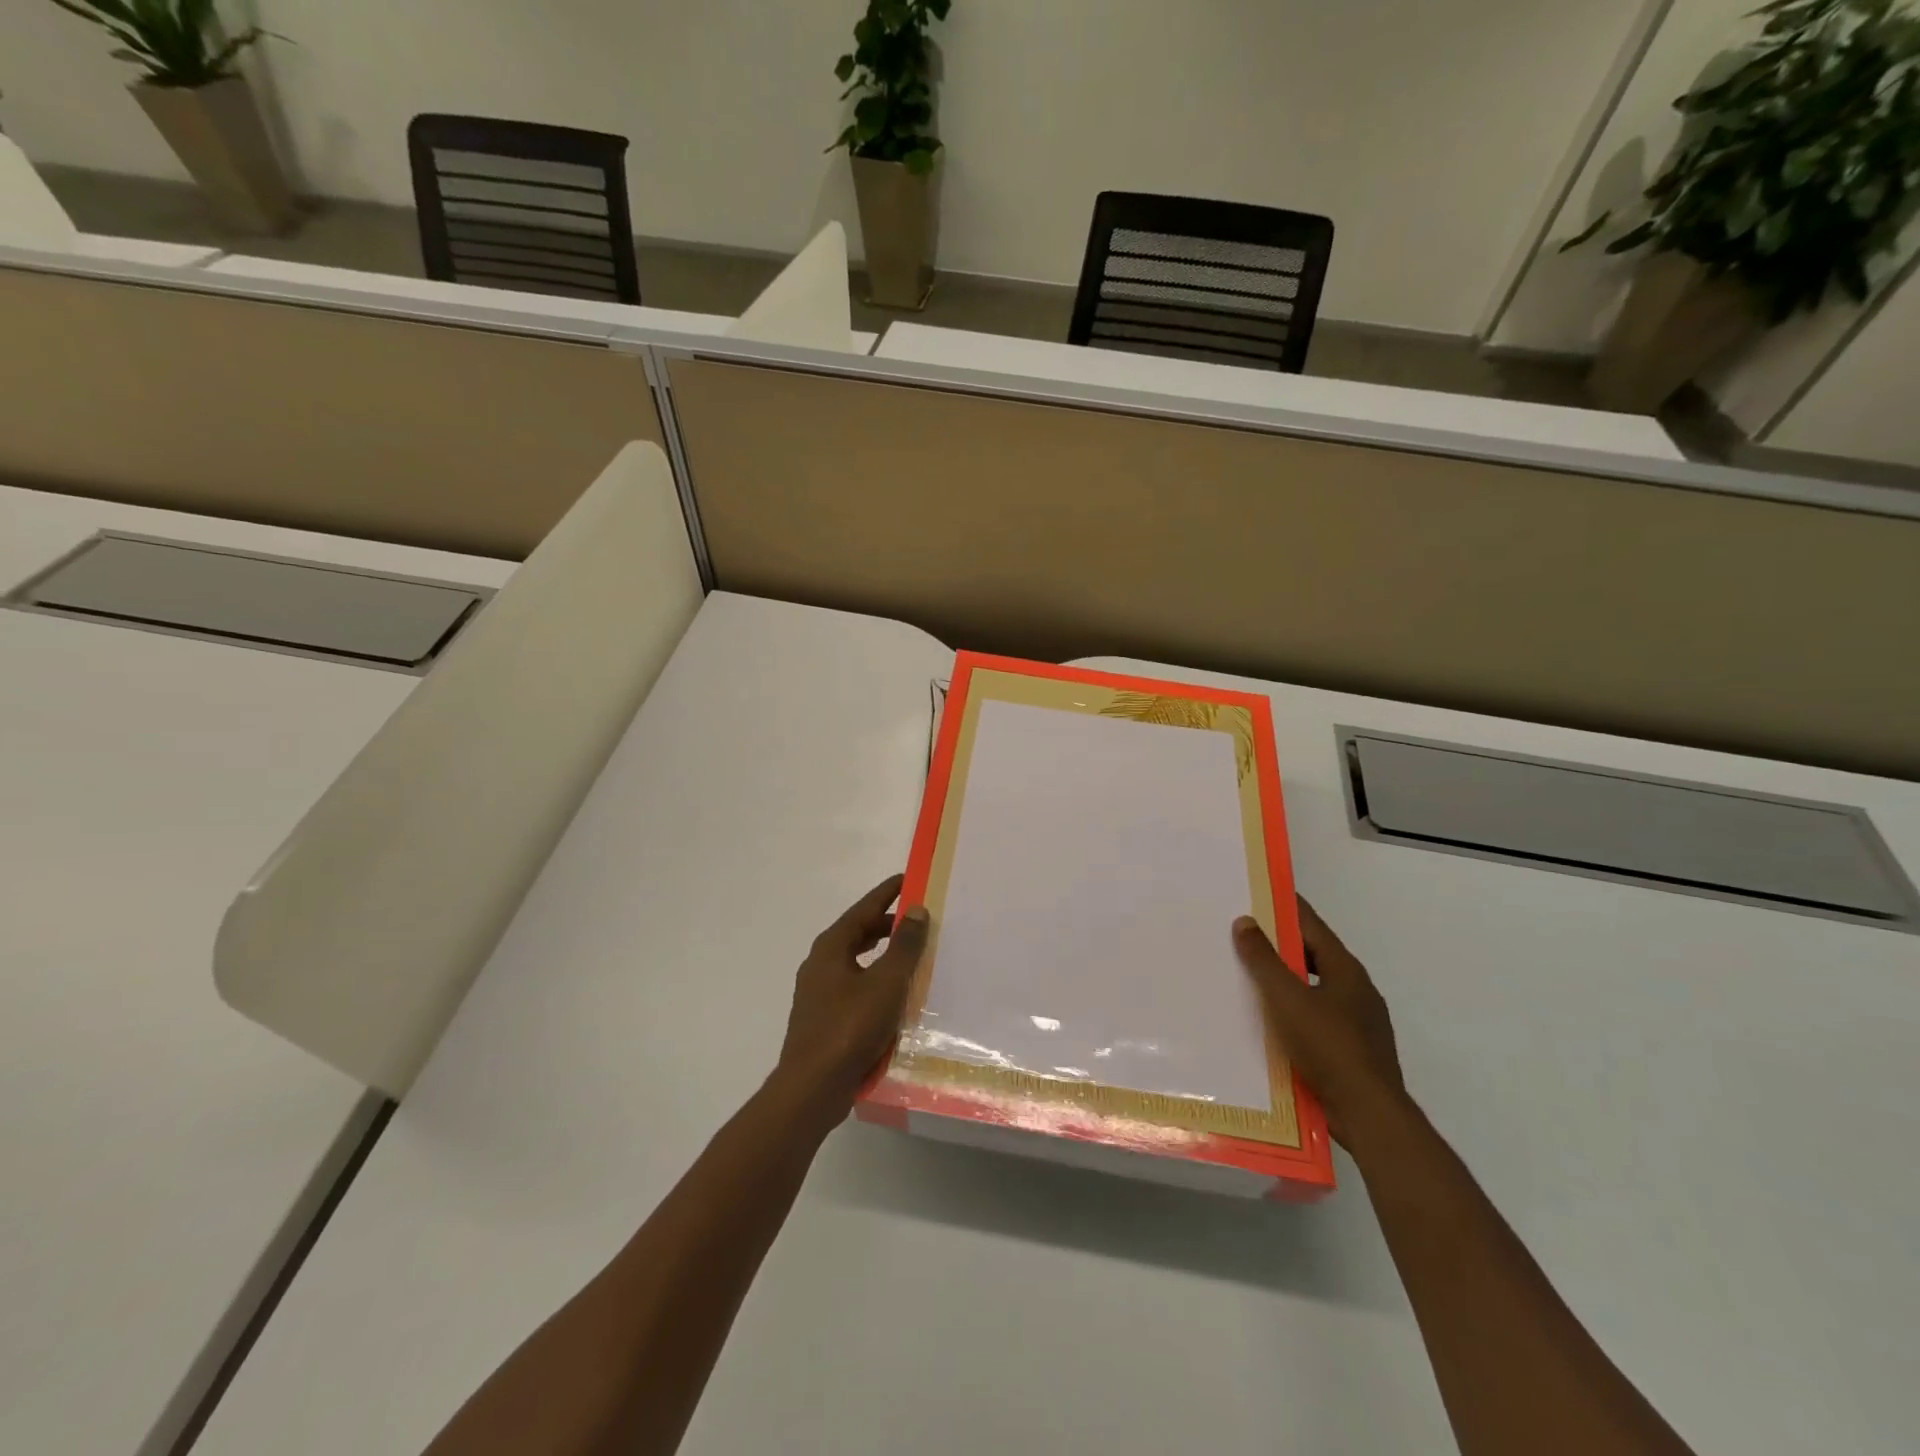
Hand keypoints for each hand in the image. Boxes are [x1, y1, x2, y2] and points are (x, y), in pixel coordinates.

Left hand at [774, 874, 929, 1119]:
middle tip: (917, 919)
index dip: (887, 893)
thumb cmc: (850, 1027)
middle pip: (857, 933)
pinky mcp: (824, 1019)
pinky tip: (894, 995)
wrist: (813, 1088)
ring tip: (910, 954)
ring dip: (882, 954)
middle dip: (886, 924)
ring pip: (856, 961)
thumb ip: (903, 945)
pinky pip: (854, 986)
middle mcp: (820, 964)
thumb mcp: (886, 982)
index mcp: (830, 948)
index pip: (863, 909)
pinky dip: (875, 979)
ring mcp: (819, 993)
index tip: (907, 879)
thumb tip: (916, 910)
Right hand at [1233, 899, 1408, 1148]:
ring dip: (1286, 980)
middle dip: (1280, 943)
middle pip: (1313, 955)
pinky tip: (1270, 1021)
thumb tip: (1245, 921)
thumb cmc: (1328, 1047)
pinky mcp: (1353, 1050)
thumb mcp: (1287, 998)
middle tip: (1242, 934)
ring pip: (1315, 987)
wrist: (1369, 1115)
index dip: (1285, 906)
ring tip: (1249, 977)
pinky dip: (1293, 1010)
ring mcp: (1359, 1021)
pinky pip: (1317, 1017)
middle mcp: (1356, 989)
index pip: (1311, 924)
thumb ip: (1264, 960)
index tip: (1258, 892)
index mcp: (1345, 969)